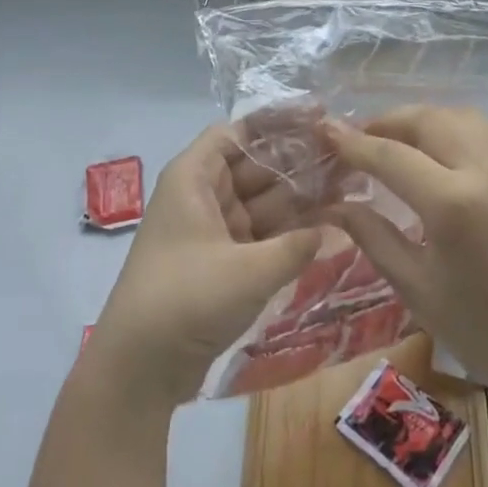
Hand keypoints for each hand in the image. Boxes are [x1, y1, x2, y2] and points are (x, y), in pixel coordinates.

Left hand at [88, 125, 323, 408]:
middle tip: (348, 156)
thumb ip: (296, 245)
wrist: (138, 369)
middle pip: (255, 165)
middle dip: (299, 162)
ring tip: (349, 186)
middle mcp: (202, 195)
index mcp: (194, 177)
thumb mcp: (249, 271)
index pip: (239, 132)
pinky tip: (327, 227)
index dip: (278, 122)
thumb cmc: (187, 300)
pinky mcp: (220, 262)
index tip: (321, 117)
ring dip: (299, 197)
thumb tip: (329, 228)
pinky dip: (288, 231)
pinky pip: (260, 233)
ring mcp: (211, 230)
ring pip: (262, 200)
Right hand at [327, 106, 487, 402]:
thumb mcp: (415, 285)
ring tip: (399, 142)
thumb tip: (333, 204)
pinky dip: (457, 133)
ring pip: (461, 117)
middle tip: (361, 138)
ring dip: (423, 121)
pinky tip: (443, 157)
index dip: (352, 142)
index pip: (391, 155)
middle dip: (387, 121)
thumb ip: (371, 234)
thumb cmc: (481, 331)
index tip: (325, 131)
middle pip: (427, 119)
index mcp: (453, 204)